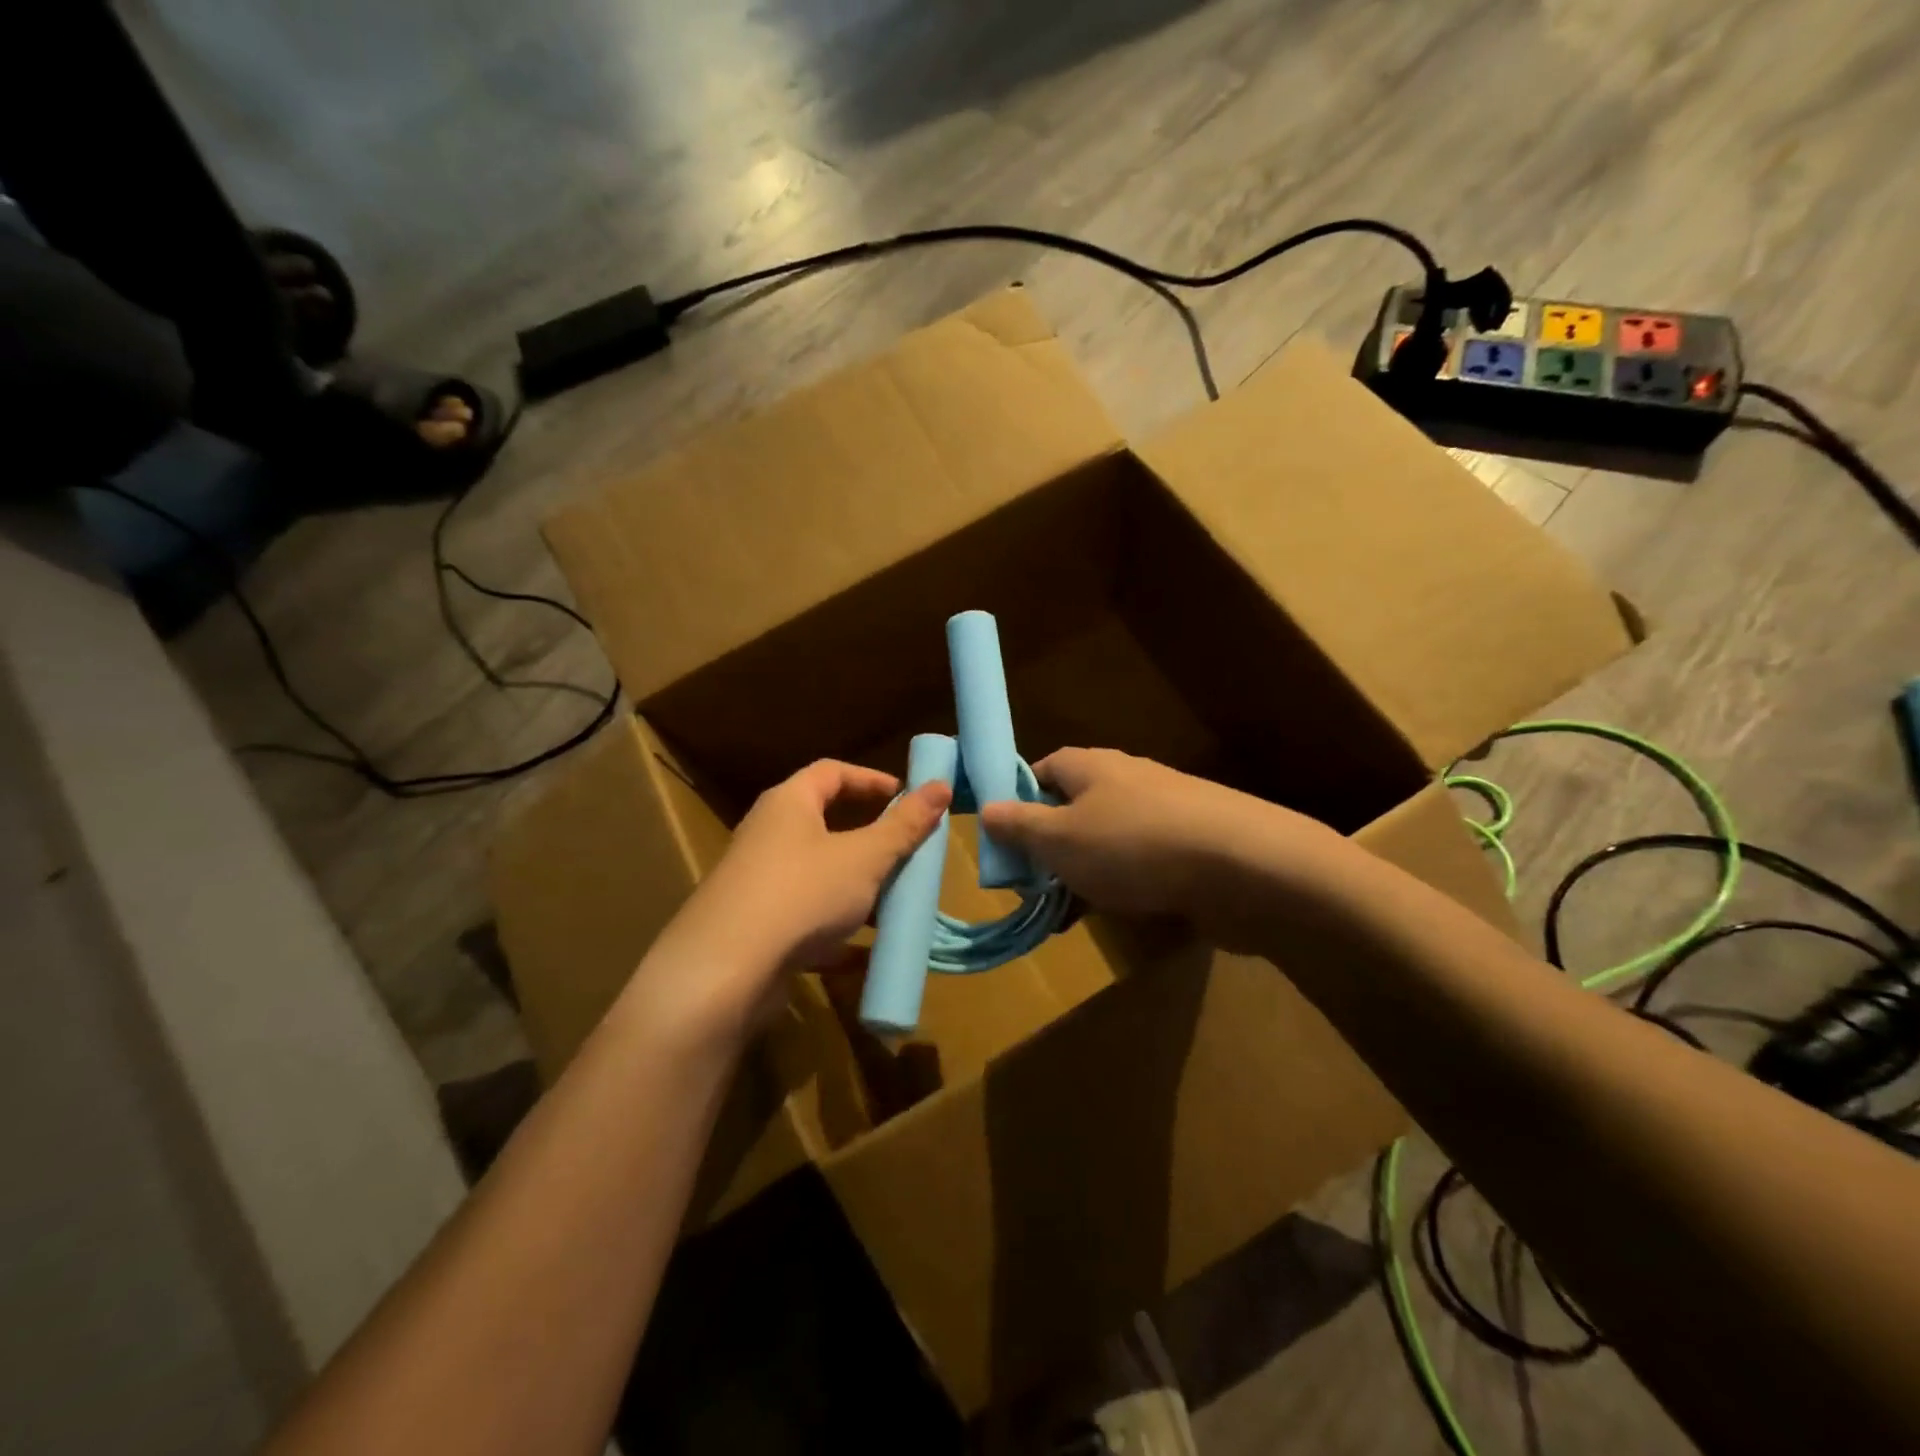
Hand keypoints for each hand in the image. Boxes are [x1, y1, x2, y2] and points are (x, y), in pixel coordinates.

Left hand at [633, 761, 950, 1040]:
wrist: (725, 972)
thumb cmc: (803, 893)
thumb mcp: (865, 856)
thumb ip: (904, 825)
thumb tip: (941, 785)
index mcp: (788, 803)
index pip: (831, 772)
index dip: (871, 780)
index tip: (905, 797)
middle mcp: (768, 835)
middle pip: (824, 823)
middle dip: (869, 837)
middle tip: (905, 849)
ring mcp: (758, 883)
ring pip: (818, 874)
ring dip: (856, 886)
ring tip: (894, 901)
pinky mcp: (756, 928)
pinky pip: (806, 918)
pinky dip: (836, 931)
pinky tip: (866, 954)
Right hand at [980, 747, 1342, 950]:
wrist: (1243, 867)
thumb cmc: (1133, 845)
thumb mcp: (1059, 839)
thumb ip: (1019, 826)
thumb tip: (986, 808)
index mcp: (1091, 766)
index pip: (1044, 769)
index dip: (1019, 799)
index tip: (1003, 838)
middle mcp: (1128, 780)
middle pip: (1075, 807)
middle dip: (1050, 846)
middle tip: (1030, 885)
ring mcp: (1165, 813)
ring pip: (1108, 840)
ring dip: (1084, 873)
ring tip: (1064, 913)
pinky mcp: (1192, 848)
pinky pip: (1142, 864)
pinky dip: (1122, 887)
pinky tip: (1114, 917)